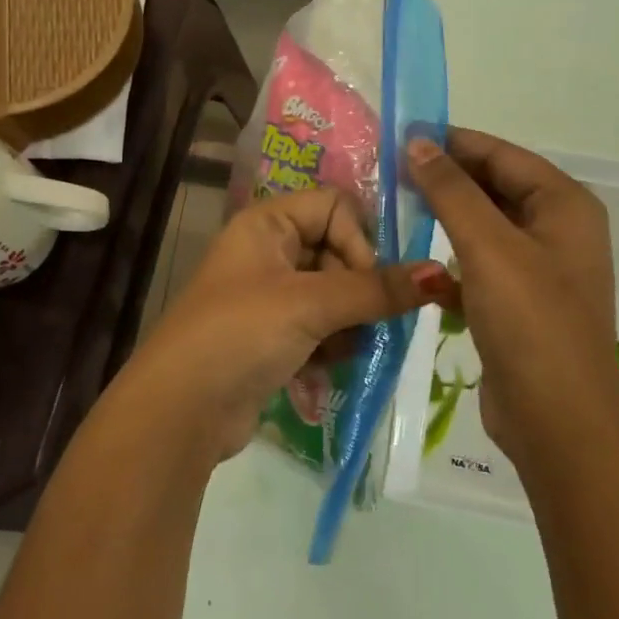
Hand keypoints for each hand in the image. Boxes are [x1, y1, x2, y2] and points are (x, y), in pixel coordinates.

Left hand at [116, 189, 440, 458]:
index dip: (358, 239)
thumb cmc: (240, 334)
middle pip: (338, 252)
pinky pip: (321, 328)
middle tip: (361, 323)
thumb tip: (438, 274)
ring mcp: (270, 297)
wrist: (180, 411)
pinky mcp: (273, 337)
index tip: (365, 282)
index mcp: (267, 223)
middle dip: (357, 290)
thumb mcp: (309, 305)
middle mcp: (268, 251)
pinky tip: (327, 368)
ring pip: (334, 295)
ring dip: (349, 324)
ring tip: (342, 350)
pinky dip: (332, 346)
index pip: (335, 206)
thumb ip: (375, 290)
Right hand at [406, 128, 618, 459]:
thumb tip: (417, 142)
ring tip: (394, 207)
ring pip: (483, 226)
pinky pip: (479, 263)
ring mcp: (538, 268)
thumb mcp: (488, 247)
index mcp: (564, 205)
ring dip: (444, 217)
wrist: (557, 420)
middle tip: (389, 171)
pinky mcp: (517, 301)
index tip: (400, 136)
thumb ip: (451, 190)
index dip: (452, 141)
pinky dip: (450, 260)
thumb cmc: (530, 322)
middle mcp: (557, 229)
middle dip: (445, 178)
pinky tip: (417, 265)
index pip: (502, 154)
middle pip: (494, 186)